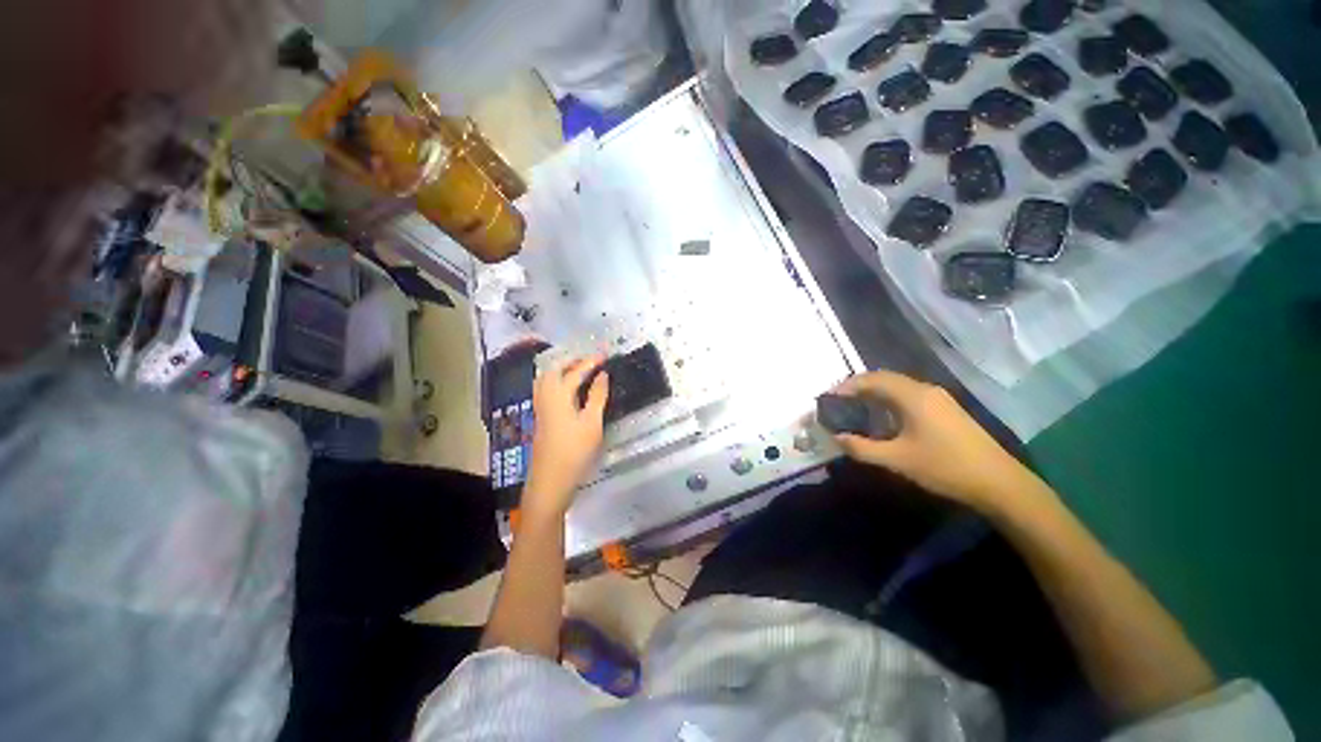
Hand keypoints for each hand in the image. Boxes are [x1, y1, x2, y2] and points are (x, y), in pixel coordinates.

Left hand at [524, 354, 608, 518]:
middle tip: (590, 360)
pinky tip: (567, 388)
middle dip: (571, 360)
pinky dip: (556, 380)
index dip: (591, 361)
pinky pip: (545, 388)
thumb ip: (597, 396)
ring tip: (579, 369)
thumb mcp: (592, 423)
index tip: (604, 354)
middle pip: (554, 370)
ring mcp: (540, 407)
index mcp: (559, 396)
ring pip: (546, 379)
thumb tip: (602, 375)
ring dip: (562, 369)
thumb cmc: (575, 451)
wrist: (550, 480)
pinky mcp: (541, 417)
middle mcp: (546, 397)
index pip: (576, 372)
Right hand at [831, 371, 1041, 512]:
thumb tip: (836, 437)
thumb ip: (862, 448)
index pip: (871, 380)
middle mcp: (925, 390)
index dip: (847, 386)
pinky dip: (889, 399)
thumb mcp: (897, 460)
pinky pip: (909, 394)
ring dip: (874, 392)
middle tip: (838, 402)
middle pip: (884, 378)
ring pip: (897, 386)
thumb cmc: (944, 467)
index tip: (828, 397)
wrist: (999, 482)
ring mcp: (938, 398)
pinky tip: (884, 417)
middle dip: (858, 386)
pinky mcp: (946, 409)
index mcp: (912, 396)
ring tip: (855, 407)